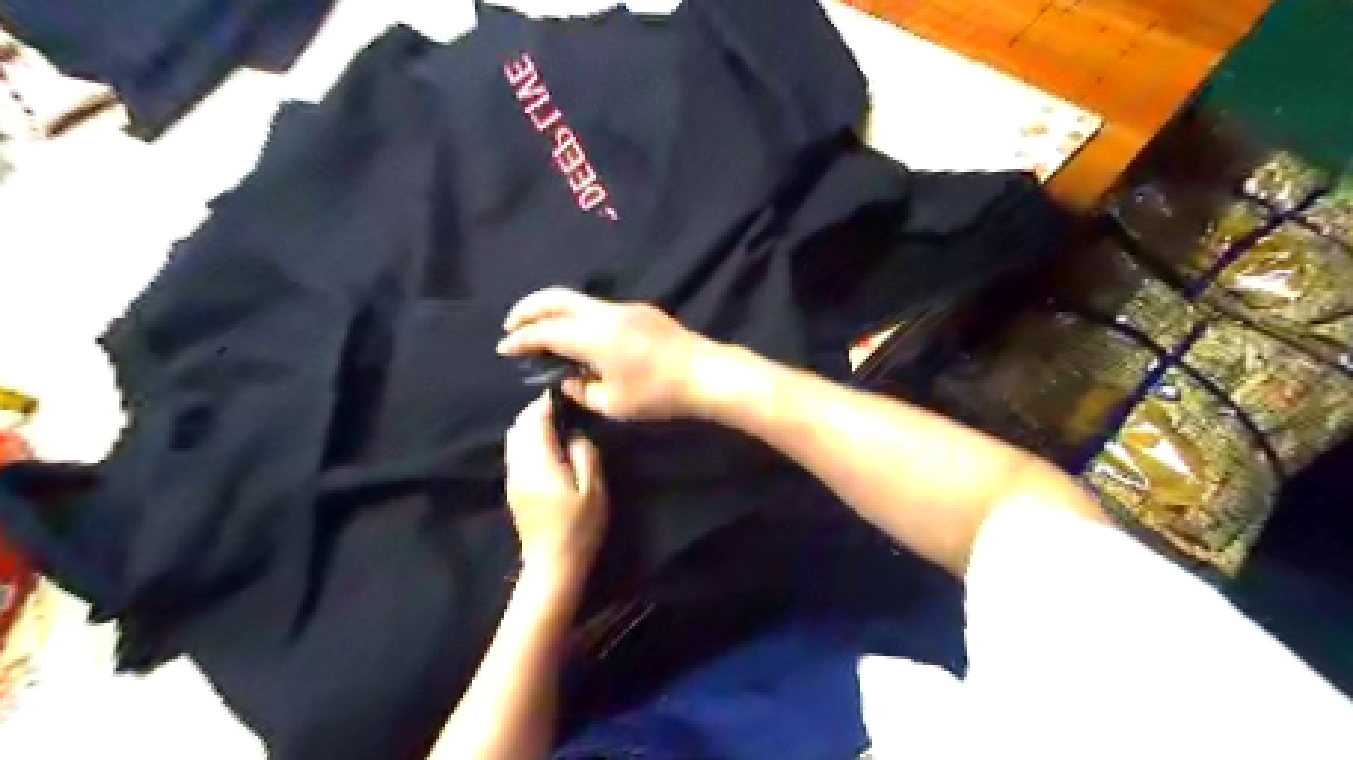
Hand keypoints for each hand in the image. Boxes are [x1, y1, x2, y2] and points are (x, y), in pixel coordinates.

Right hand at [496, 285, 723, 419]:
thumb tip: (568, 379)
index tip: (504, 349)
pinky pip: (595, 308)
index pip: (545, 331)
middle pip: (555, 298)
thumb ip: (581, 390)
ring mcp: (623, 308)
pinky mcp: (638, 311)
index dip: (520, 340)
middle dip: (527, 309)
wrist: (706, 373)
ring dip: (551, 310)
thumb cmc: (659, 394)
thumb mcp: (613, 403)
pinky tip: (575, 336)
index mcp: (593, 336)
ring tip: (538, 330)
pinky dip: (575, 316)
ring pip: (576, 299)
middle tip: (511, 326)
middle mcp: (604, 314)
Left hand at [503, 392, 607, 574]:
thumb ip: (584, 453)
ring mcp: (513, 478)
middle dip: (536, 410)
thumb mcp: (593, 489)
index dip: (546, 402)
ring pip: (514, 438)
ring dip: (530, 424)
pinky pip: (515, 451)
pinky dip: (528, 439)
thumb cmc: (579, 527)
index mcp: (539, 462)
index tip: (564, 393)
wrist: (553, 564)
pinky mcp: (514, 488)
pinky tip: (547, 445)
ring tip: (556, 423)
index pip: (534, 420)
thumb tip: (574, 434)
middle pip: (519, 426)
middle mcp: (519, 466)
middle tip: (562, 407)